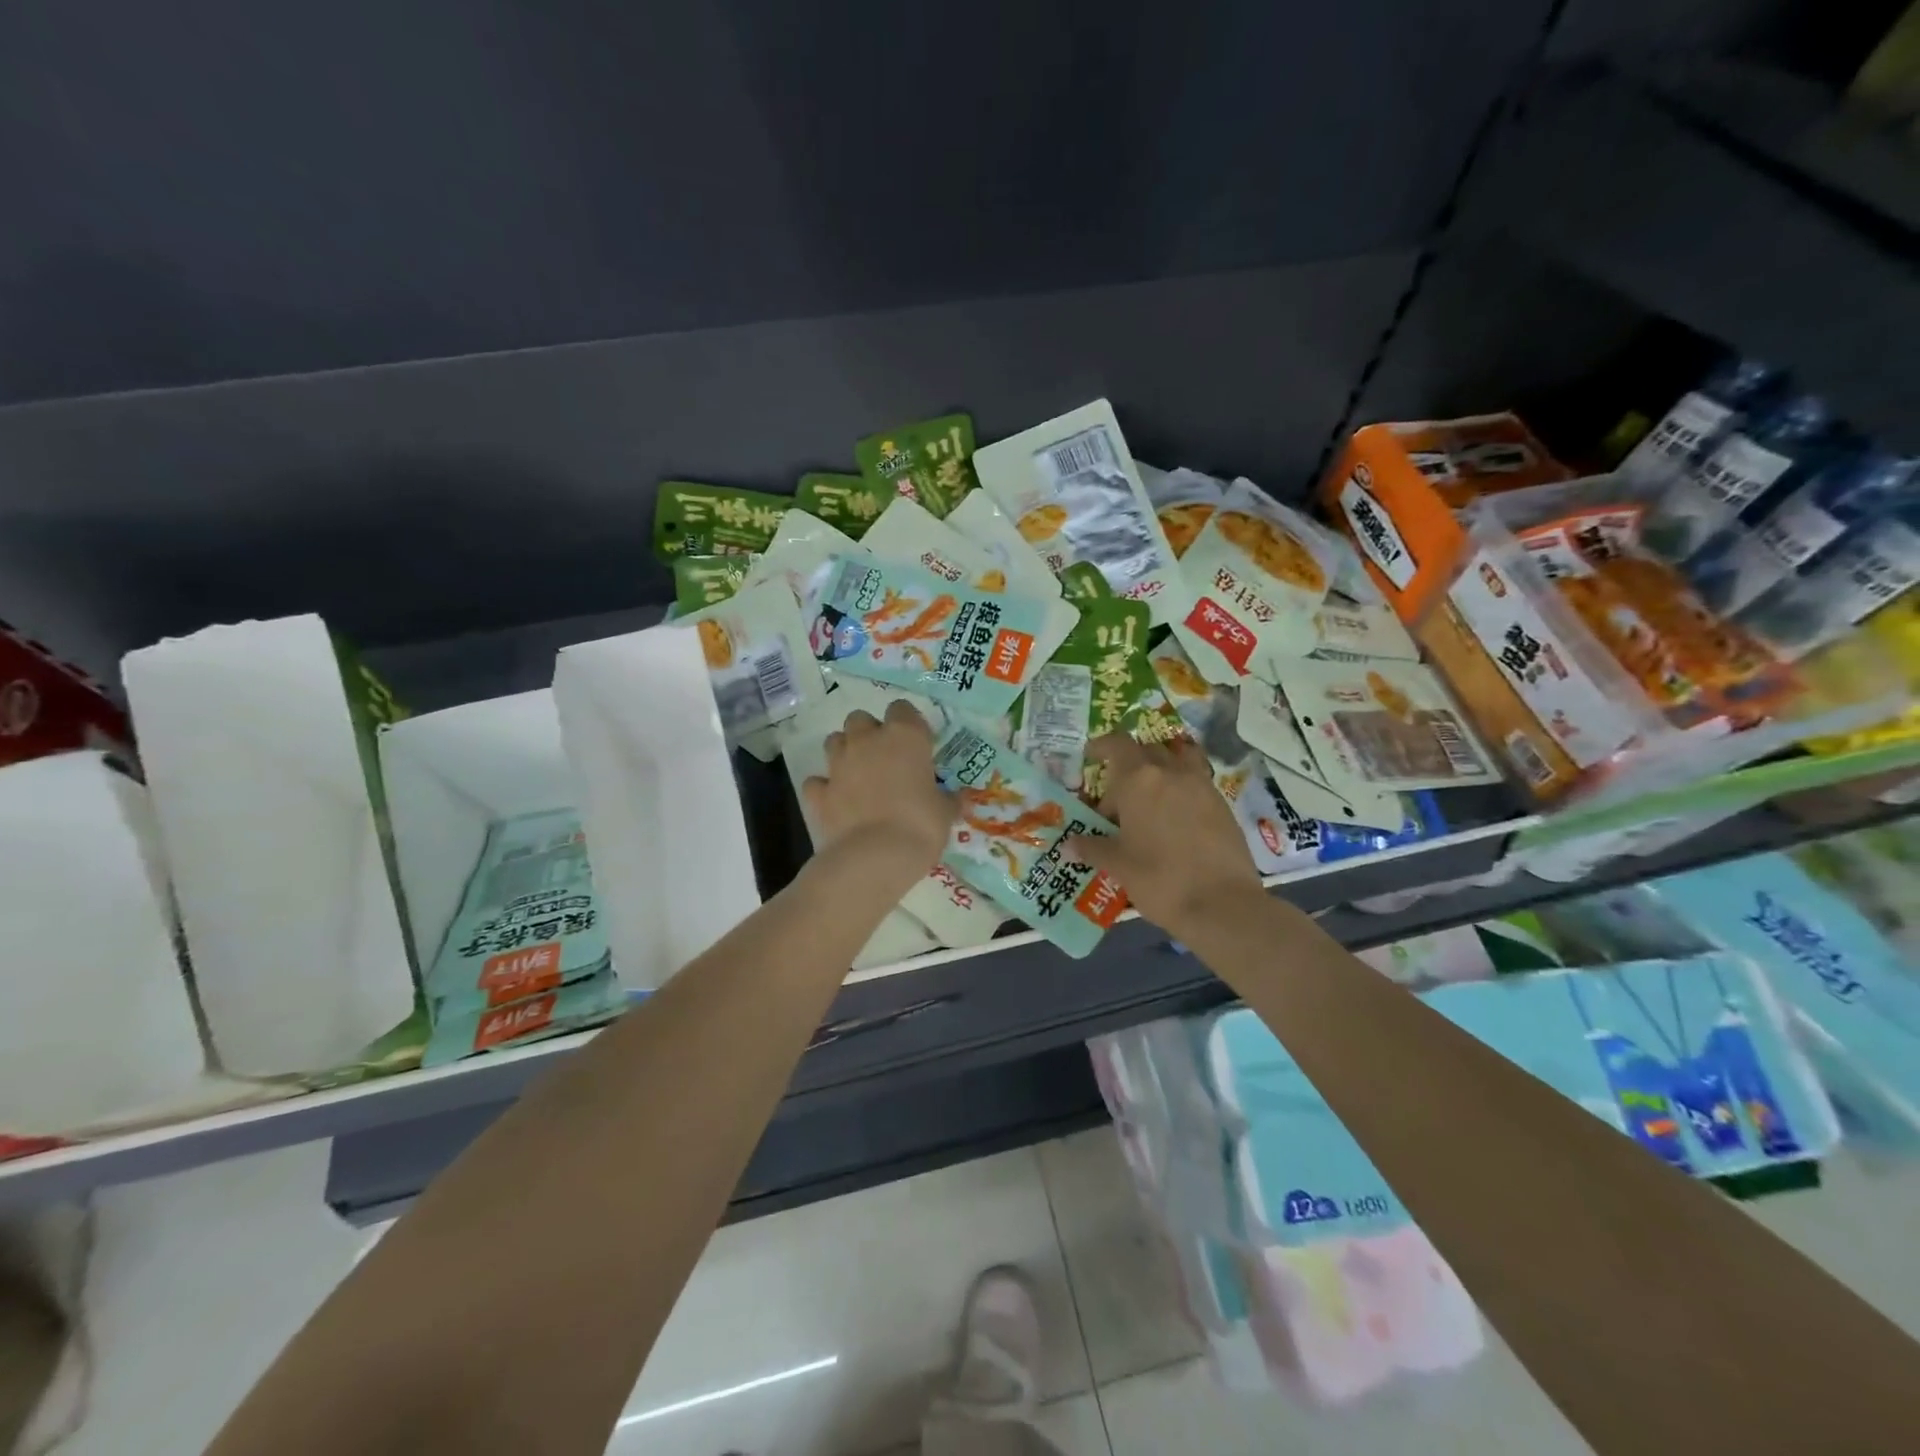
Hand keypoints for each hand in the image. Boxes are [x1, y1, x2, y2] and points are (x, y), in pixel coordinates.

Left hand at [803, 701, 956, 888]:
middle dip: (869, 733)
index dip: (908, 724)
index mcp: (904, 736)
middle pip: (860, 719)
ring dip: (845, 752)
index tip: (917, 745)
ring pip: (834, 741)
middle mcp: (867, 741)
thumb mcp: (945, 813)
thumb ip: (948, 800)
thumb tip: (958, 798)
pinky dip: (825, 787)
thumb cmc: (920, 825)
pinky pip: (817, 781)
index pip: (902, 709)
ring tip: (859, 775)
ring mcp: (838, 764)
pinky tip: (836, 800)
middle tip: (885, 758)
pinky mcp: (819, 792)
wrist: (875, 856)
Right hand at [1067, 733, 1262, 935]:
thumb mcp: (1118, 865)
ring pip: (1177, 762)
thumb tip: (1070, 844)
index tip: (1091, 754)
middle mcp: (1171, 772)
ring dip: (1161, 770)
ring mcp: (1201, 785)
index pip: (1117, 745)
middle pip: (1146, 751)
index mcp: (1138, 780)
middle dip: (1129, 765)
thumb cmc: (1160, 879)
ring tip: (1150, 798)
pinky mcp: (1222, 804)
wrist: (1223, 904)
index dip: (1102, 745)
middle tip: (1117, 795)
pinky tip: (1175, 820)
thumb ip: (1092, 848)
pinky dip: (1181, 790)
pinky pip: (1195, 782)